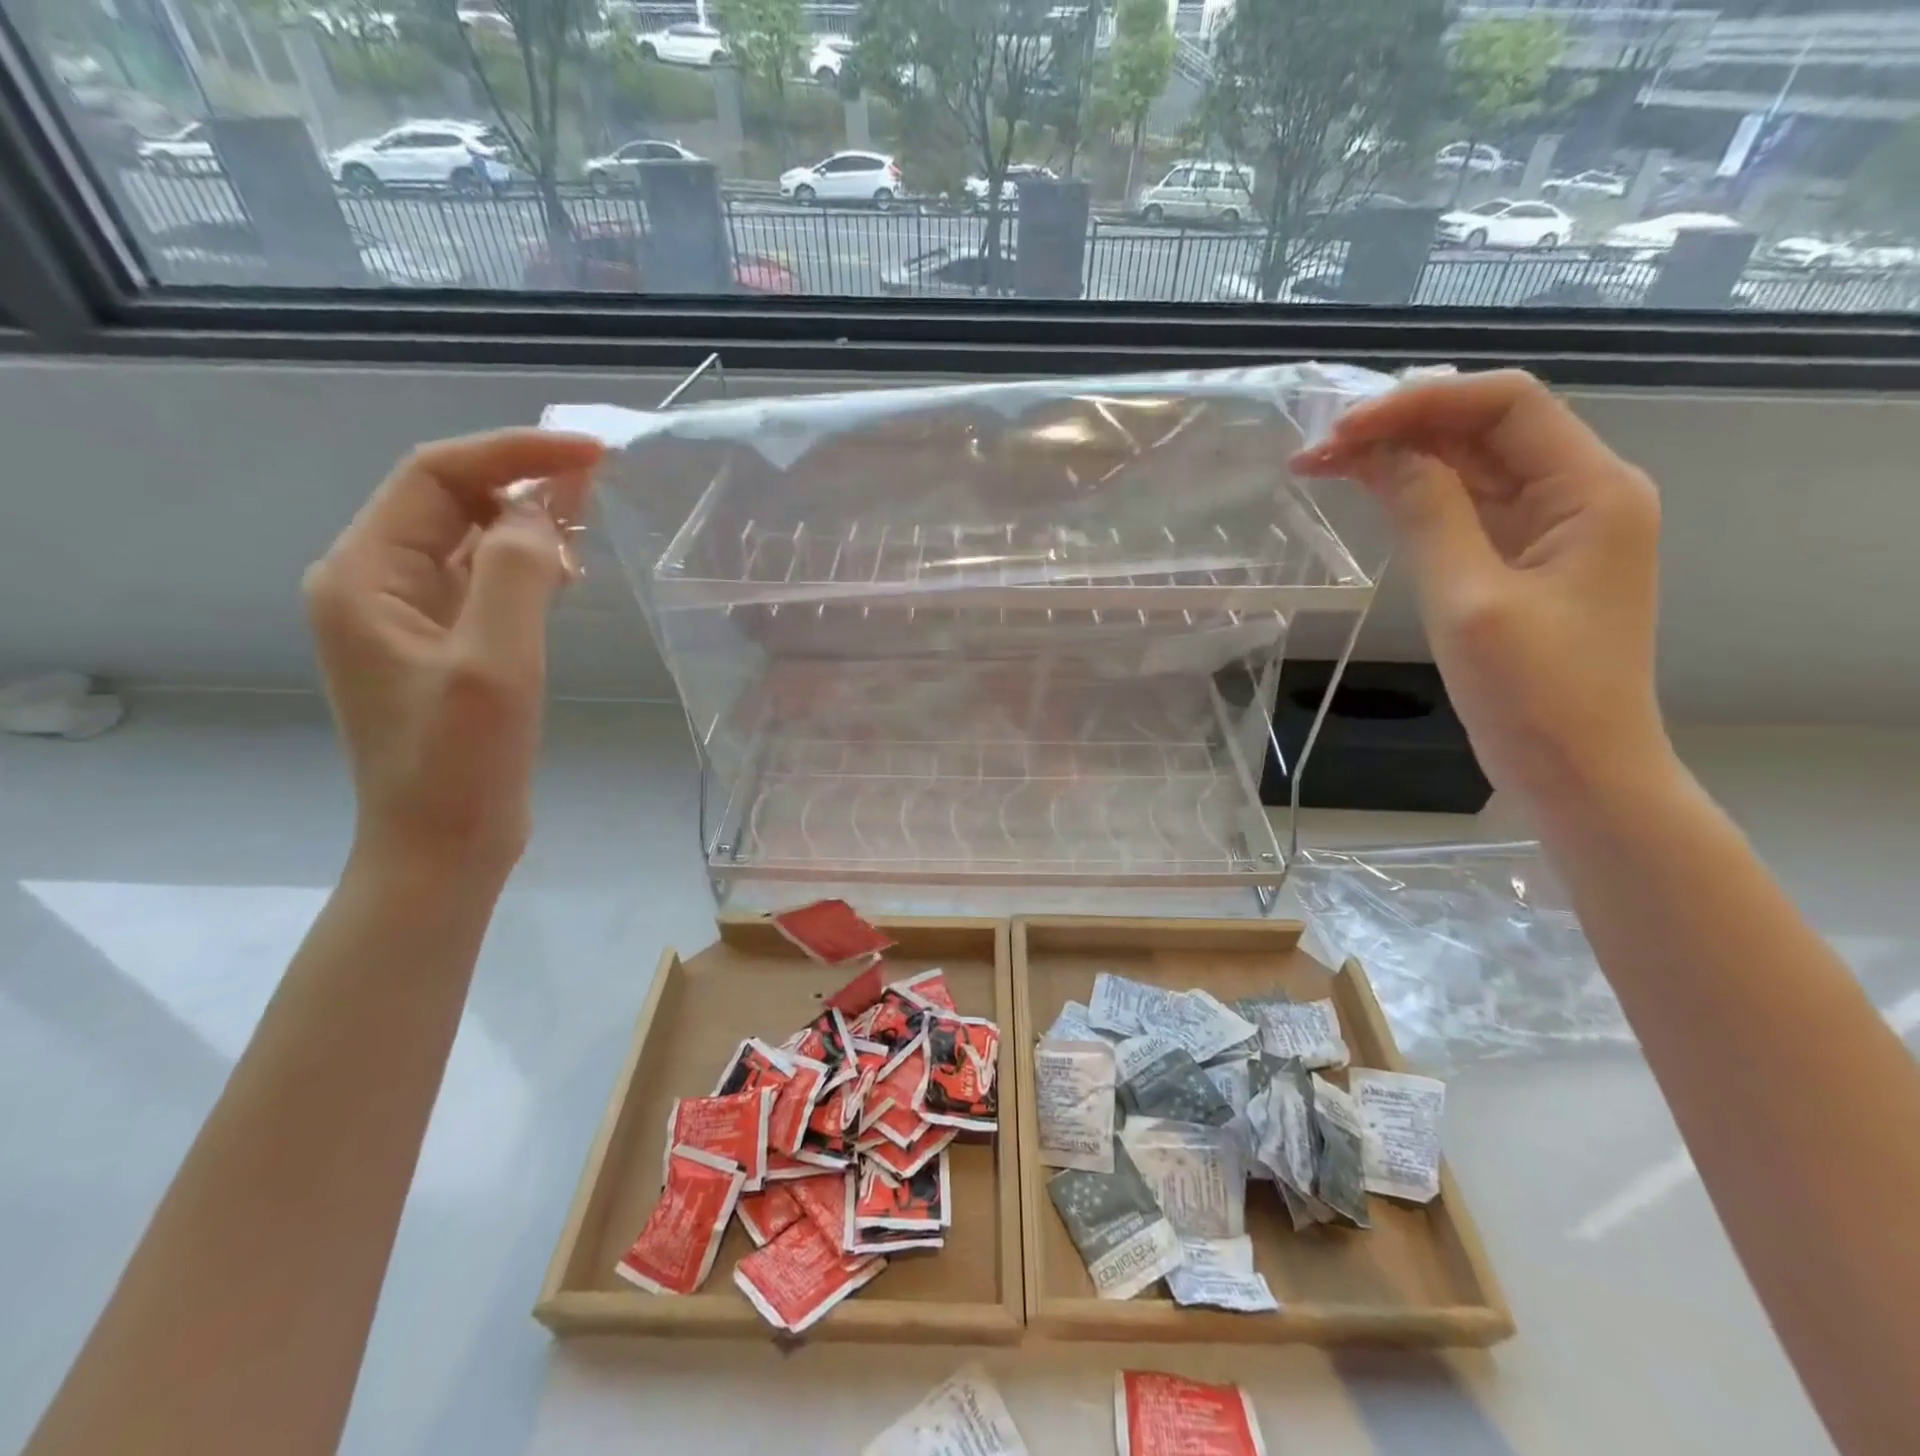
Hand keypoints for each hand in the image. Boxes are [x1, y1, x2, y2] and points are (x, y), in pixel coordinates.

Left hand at [304, 429, 603, 877]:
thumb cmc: (462, 763)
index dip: (514, 453)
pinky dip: (526, 565)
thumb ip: (514, 574)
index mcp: (364, 575)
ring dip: (528, 522)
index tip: (590, 453)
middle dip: (523, 481)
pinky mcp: (442, 646)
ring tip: (591, 519)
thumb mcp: (493, 664)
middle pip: (449, 500)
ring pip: (470, 540)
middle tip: (602, 477)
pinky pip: (483, 581)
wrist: (443, 847)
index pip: (435, 476)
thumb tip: (539, 514)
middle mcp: (374, 583)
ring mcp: (407, 616)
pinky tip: (566, 575)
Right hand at [1292, 370, 1671, 809]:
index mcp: (1590, 489)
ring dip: (1400, 458)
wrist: (1577, 773)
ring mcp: (1550, 528)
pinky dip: (1413, 495)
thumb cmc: (1533, 694)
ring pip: (1469, 466)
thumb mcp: (1469, 599)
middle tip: (1317, 447)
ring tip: (1323, 464)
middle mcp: (1579, 493)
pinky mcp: (1521, 561)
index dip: (1420, 403)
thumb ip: (1428, 514)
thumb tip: (1380, 451)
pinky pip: (1465, 508)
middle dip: (1401, 427)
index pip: (1505, 404)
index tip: (1343, 431)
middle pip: (1485, 429)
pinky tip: (1366, 492)